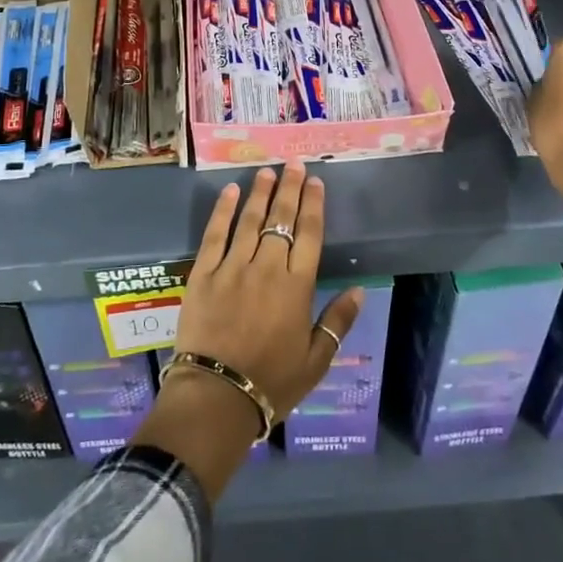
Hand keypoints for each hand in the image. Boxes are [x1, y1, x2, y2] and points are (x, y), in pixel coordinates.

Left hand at [174, 162, 361, 419]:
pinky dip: (223, 211)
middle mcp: (267, 268)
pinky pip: (214, 235)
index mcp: (296, 287)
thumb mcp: (316, 360)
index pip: (309, 235)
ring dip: (260, 193)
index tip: (316, 181)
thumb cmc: (272, 382)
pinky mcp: (203, 274)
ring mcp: (232, 268)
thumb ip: (338, 322)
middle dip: (290, 189)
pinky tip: (230, 192)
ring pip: (250, 221)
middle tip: (293, 164)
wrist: (216, 397)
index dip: (313, 205)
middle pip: (281, 220)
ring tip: (267, 172)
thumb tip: (359, 289)